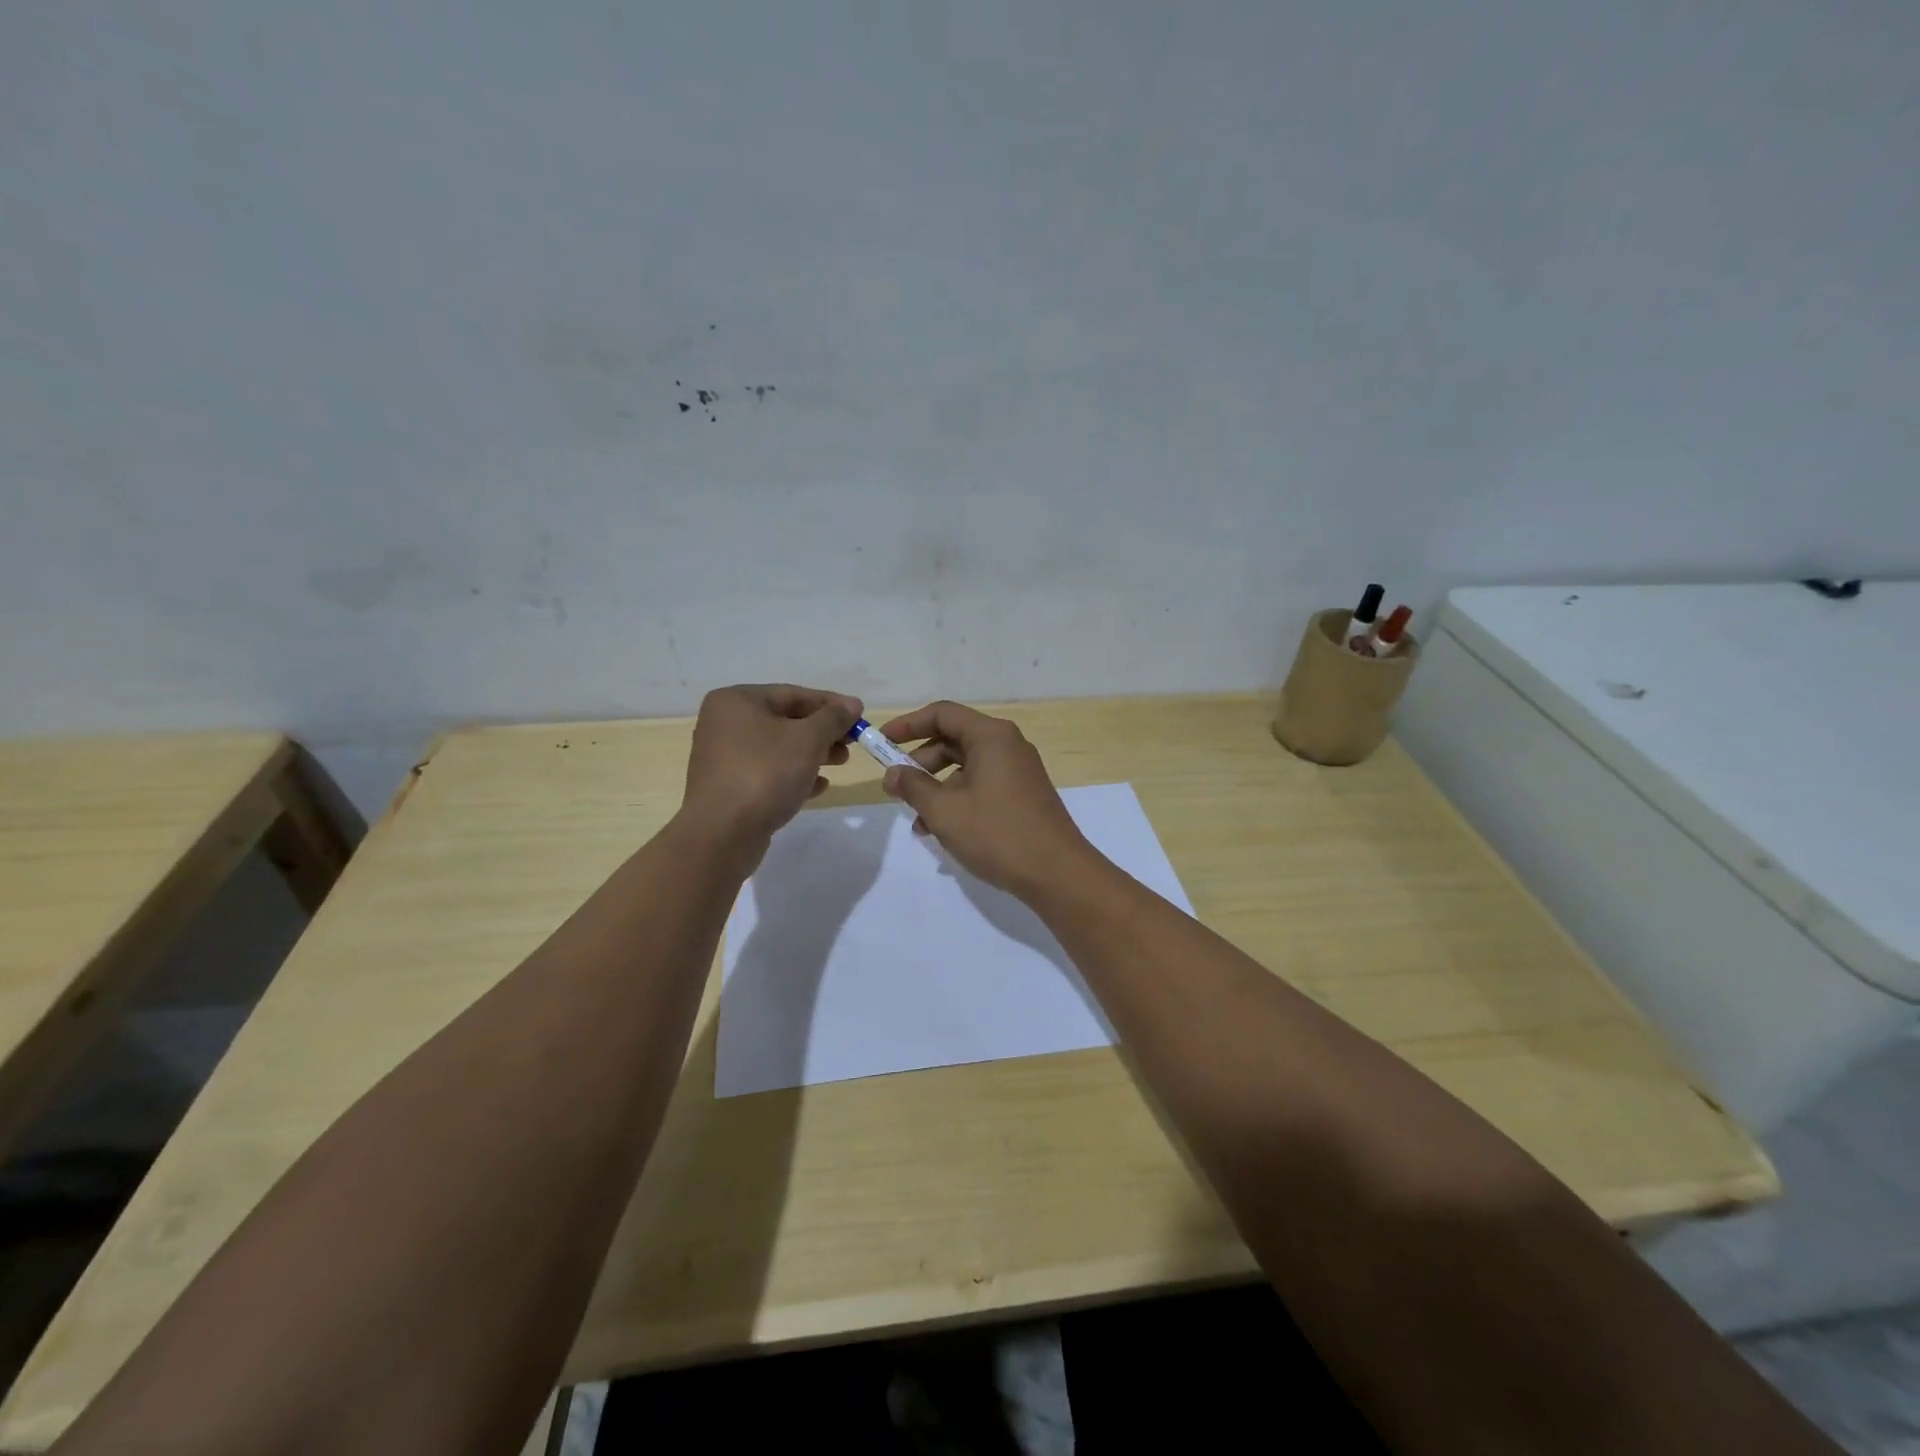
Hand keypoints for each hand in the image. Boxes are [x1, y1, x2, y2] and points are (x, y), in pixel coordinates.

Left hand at [681, 684, 862, 846]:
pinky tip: (819, 787)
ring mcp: (724, 758)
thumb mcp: (808, 739)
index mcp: (737, 701)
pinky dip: (794, 775)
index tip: (860, 716)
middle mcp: (725, 724)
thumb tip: (852, 704)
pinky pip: (768, 773)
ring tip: (841, 763)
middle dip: (822, 731)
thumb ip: (833, 718)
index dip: (831, 704)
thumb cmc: (765, 773)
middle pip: (785, 720)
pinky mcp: (729, 788)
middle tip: (852, 743)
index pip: (793, 694)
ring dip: (812, 754)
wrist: (722, 834)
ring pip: (778, 748)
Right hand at [877, 700, 1099, 900]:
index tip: (882, 743)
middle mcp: (1007, 745)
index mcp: (991, 736)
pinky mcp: (1022, 795)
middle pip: (953, 739)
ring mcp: (1018, 771)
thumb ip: (913, 786)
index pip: (942, 714)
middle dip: (920, 763)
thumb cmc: (997, 834)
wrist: (1057, 873)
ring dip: (936, 788)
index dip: (908, 725)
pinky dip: (958, 800)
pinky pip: (981, 786)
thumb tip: (893, 773)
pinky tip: (941, 831)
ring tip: (917, 821)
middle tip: (896, 787)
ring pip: (965, 767)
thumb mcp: (944, 810)